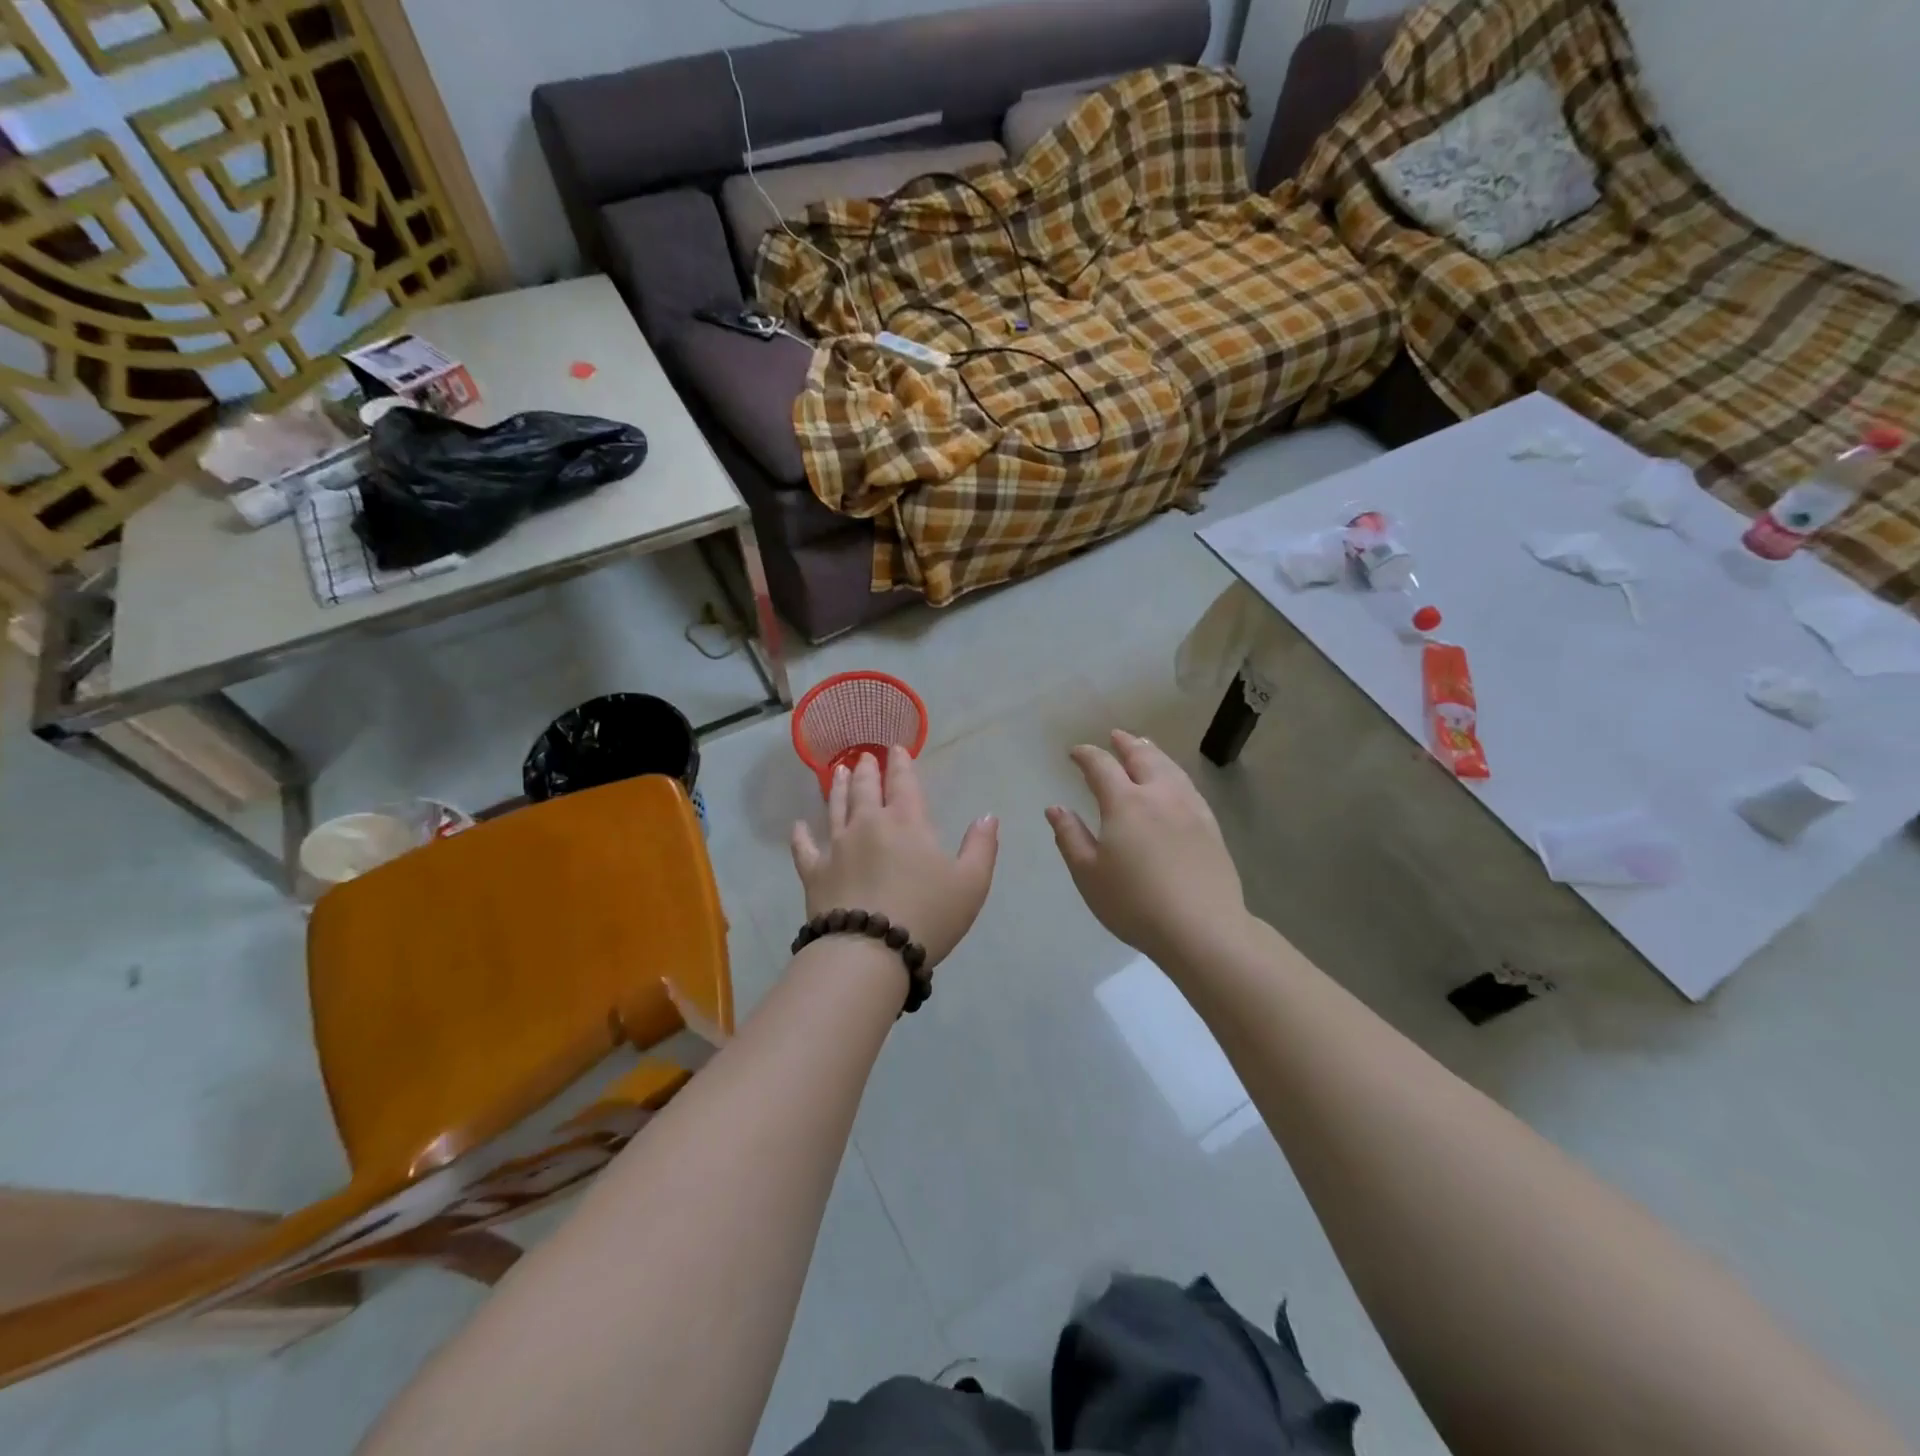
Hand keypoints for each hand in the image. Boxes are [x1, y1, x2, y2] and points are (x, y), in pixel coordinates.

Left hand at [791, 746, 997, 968]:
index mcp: (907, 822)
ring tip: (840, 773)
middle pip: (867, 789)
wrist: (870, 951)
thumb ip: (981, 847)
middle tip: (865, 756)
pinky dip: (801, 835)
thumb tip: (988, 816)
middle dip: (868, 769)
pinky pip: (804, 848)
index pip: (904, 782)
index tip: (897, 748)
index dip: (902, 763)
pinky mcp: (815, 872)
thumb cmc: (927, 915)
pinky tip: (798, 826)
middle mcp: (869, 824)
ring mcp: (837, 846)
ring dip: (839, 788)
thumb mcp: (971, 883)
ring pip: (836, 808)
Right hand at [1048, 730, 1246, 967]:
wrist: (1202, 929)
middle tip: (1115, 735)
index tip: (1074, 753)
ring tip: (1144, 745)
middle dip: (1125, 743)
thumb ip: (1070, 836)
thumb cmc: (1135, 903)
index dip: (1086, 755)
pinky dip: (1174, 772)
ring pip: (1170, 768)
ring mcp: (1190, 808)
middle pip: (1142, 757)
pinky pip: (1188, 785)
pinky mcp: (1210, 826)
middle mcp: (1159, 795)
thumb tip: (1055, 808)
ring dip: (1153, 752)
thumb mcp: (1088, 874)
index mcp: (1125, 803)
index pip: (1101, 767)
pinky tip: (1174, 781)